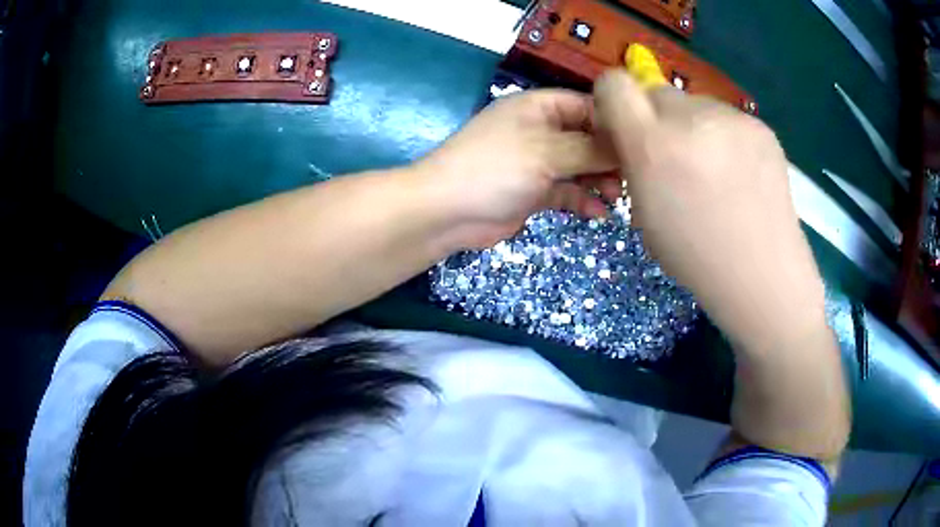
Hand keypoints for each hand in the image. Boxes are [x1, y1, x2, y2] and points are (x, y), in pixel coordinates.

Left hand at [415, 89, 618, 248]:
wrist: (447, 212)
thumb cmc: (495, 168)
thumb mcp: (546, 151)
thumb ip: (590, 148)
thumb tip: (625, 147)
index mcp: (540, 108)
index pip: (587, 106)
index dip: (613, 124)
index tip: (639, 146)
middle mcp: (541, 131)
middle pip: (588, 138)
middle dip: (609, 158)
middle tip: (629, 179)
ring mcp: (538, 162)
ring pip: (580, 167)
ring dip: (600, 182)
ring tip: (616, 198)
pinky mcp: (535, 192)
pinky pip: (568, 193)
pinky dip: (583, 201)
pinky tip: (598, 214)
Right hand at [592, 71, 826, 348]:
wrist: (762, 274)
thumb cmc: (696, 257)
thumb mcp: (643, 214)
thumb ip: (633, 162)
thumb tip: (633, 133)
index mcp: (653, 145)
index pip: (614, 84)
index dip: (613, 99)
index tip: (624, 126)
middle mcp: (691, 118)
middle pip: (657, 92)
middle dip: (657, 119)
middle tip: (675, 156)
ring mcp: (731, 118)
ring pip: (695, 104)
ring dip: (693, 127)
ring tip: (715, 171)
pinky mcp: (759, 124)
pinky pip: (726, 117)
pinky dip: (724, 137)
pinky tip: (739, 173)